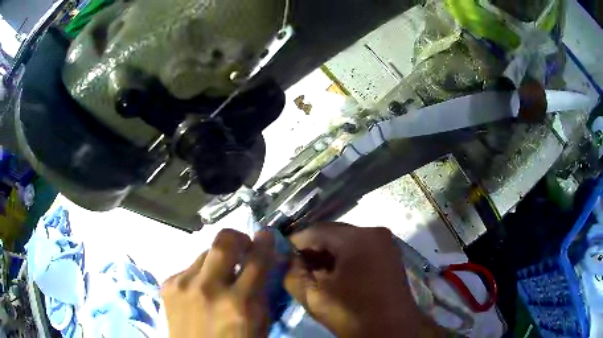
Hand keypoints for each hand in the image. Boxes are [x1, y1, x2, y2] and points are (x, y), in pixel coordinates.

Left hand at [162, 229, 275, 337]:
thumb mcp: (258, 322)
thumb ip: (261, 292)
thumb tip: (264, 262)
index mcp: (239, 304)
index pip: (257, 261)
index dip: (264, 242)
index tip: (266, 234)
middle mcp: (208, 289)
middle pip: (223, 241)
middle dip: (237, 238)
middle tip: (242, 246)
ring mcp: (183, 284)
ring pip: (204, 252)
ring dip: (216, 260)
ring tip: (218, 276)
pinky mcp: (167, 284)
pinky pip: (189, 267)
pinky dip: (199, 274)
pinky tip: (199, 289)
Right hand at [285, 222, 442, 337]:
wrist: (392, 331)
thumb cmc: (354, 315)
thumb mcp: (316, 297)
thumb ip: (293, 274)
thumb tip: (286, 259)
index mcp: (358, 239)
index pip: (317, 231)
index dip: (295, 242)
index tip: (281, 254)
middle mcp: (375, 232)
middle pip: (333, 233)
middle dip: (312, 248)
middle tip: (294, 264)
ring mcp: (385, 242)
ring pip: (347, 240)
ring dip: (327, 254)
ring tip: (311, 271)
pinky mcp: (390, 253)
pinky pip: (360, 248)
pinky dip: (344, 258)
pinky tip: (332, 273)